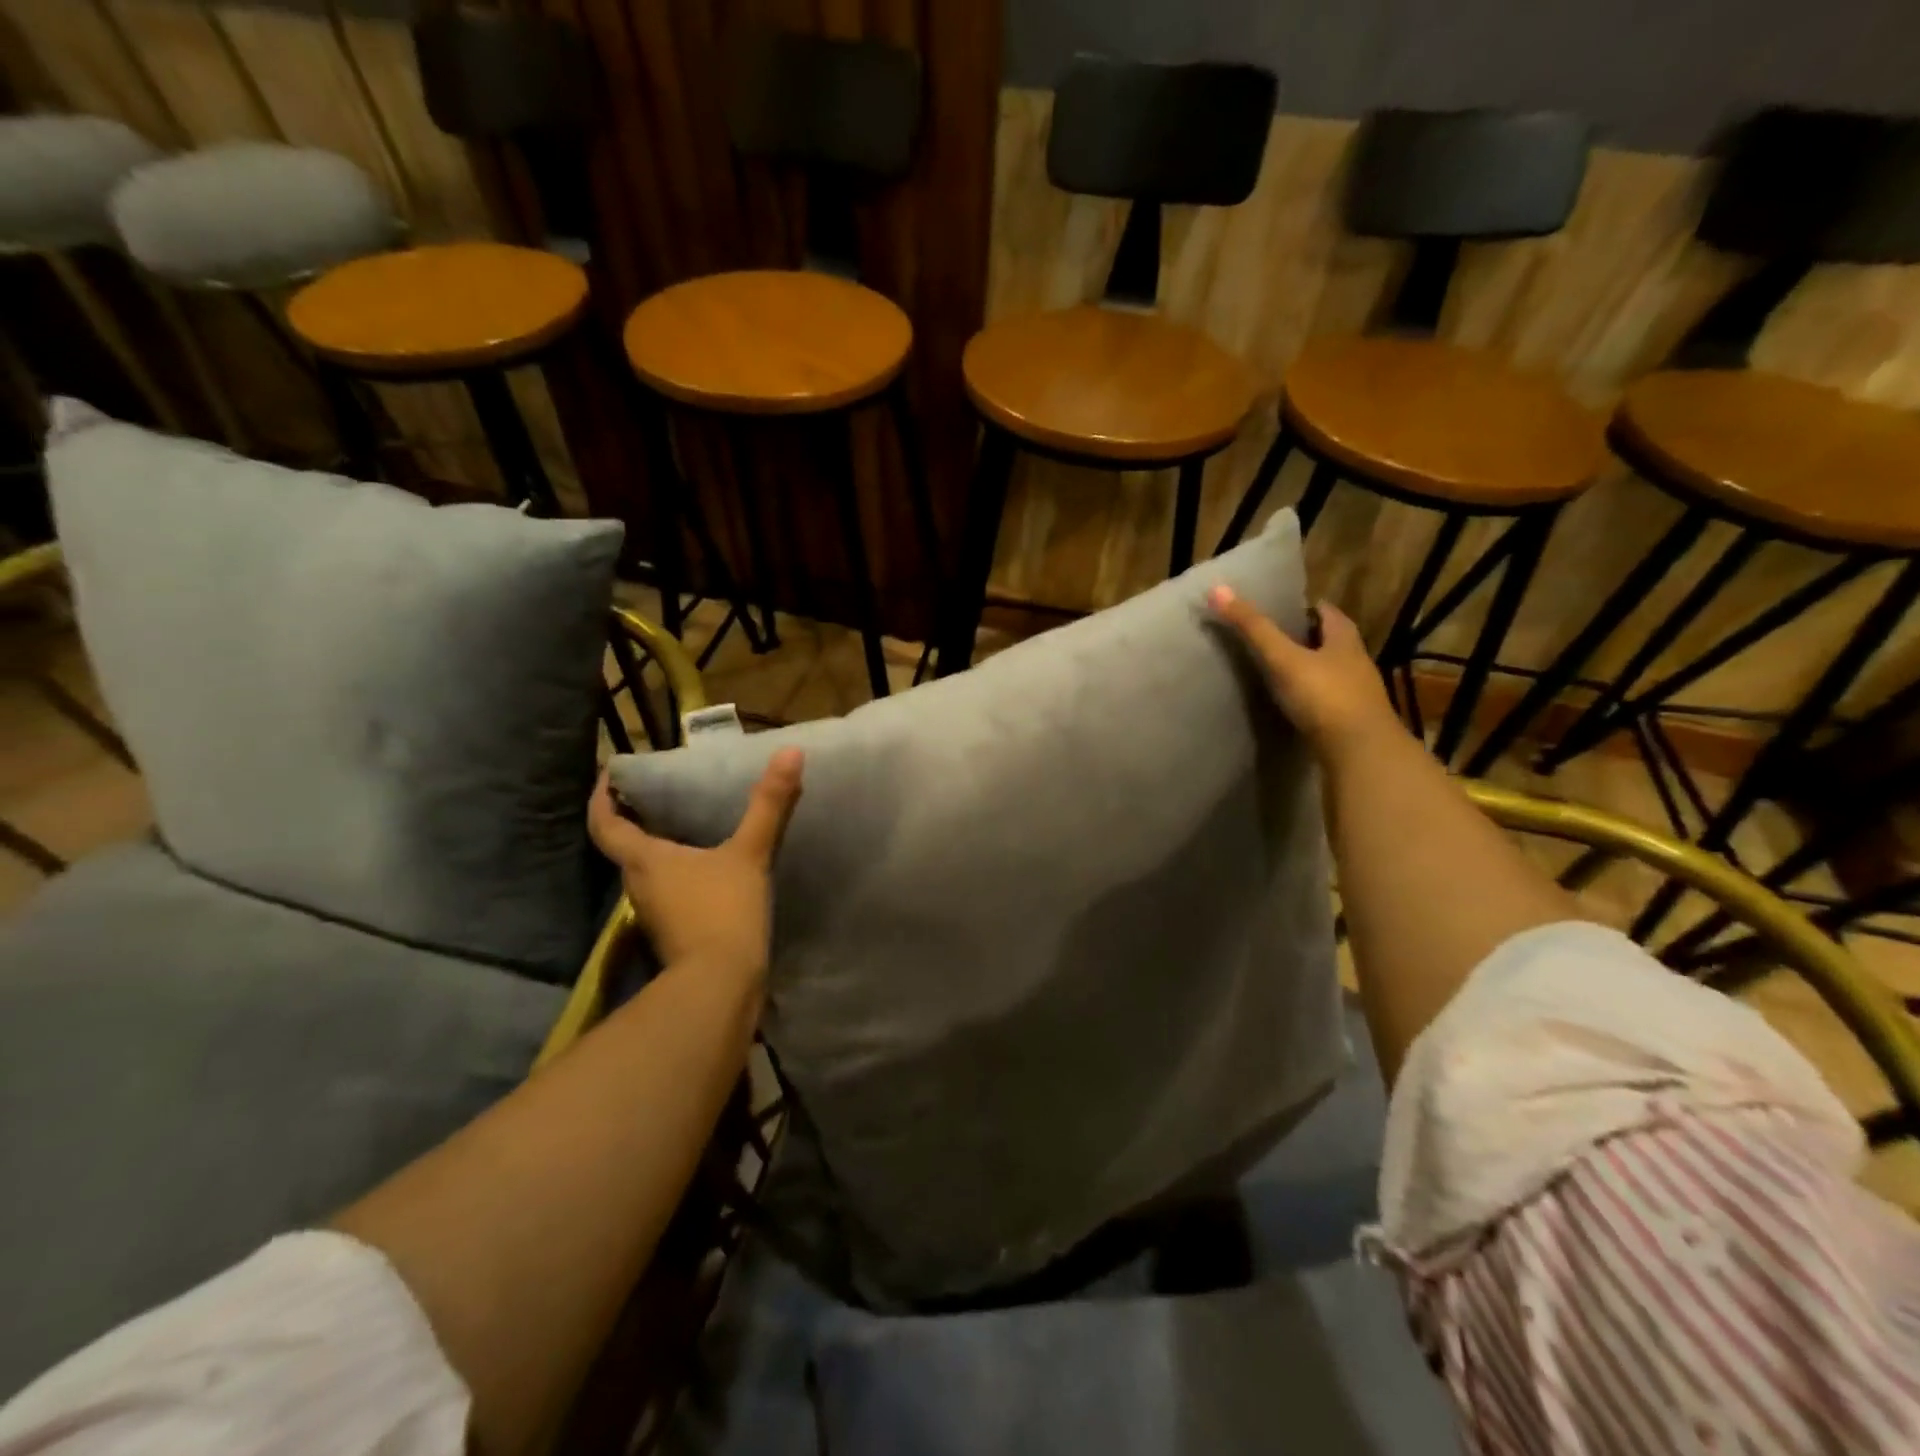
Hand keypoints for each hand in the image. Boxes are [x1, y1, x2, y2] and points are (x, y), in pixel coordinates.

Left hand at [587, 749, 804, 978]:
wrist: (721, 985)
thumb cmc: (724, 911)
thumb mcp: (750, 853)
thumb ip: (769, 804)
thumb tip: (791, 751)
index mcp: (644, 860)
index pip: (605, 823)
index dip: (601, 797)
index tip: (609, 773)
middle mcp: (638, 885)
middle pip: (623, 847)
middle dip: (633, 819)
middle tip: (657, 794)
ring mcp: (654, 913)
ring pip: (646, 871)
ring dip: (656, 846)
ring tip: (685, 824)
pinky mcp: (673, 933)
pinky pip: (667, 892)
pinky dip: (678, 873)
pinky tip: (706, 867)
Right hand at [1208, 587, 1397, 756]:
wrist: (1360, 752)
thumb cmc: (1324, 696)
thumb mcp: (1283, 658)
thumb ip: (1253, 627)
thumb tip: (1217, 588)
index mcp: (1344, 638)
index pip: (1327, 612)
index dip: (1306, 608)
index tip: (1282, 609)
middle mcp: (1356, 661)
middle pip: (1330, 641)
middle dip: (1307, 638)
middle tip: (1275, 638)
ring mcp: (1357, 693)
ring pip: (1331, 671)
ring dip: (1310, 668)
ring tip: (1279, 670)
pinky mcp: (1350, 721)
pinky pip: (1328, 700)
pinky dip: (1311, 696)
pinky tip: (1293, 704)